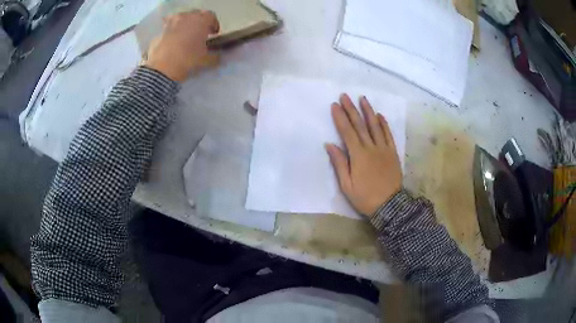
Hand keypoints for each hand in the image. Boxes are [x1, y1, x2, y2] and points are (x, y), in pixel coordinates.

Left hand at [144, 10, 219, 81]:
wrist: (162, 68)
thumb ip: (214, 56)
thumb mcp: (206, 60)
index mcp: (201, 21)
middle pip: (196, 14)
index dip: (213, 24)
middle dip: (199, 22)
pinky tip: (172, 42)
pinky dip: (172, 31)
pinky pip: (169, 27)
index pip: (211, 16)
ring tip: (185, 36)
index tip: (214, 33)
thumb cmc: (188, 59)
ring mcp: (171, 23)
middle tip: (200, 34)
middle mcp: (186, 17)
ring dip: (185, 24)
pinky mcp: (160, 31)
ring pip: (181, 18)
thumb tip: (218, 56)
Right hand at [326, 94, 401, 216]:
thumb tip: (330, 144)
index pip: (347, 132)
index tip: (334, 105)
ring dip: (368, 111)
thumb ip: (339, 163)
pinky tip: (379, 115)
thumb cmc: (365, 197)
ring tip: (362, 98)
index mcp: (358, 155)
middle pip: (360, 125)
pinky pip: (388, 135)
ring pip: (375, 126)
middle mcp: (371, 148)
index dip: (340, 117)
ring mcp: (384, 149)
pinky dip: (384, 124)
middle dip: (351, 109)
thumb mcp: (347, 185)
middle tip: (345, 96)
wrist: (390, 205)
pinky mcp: (393, 153)